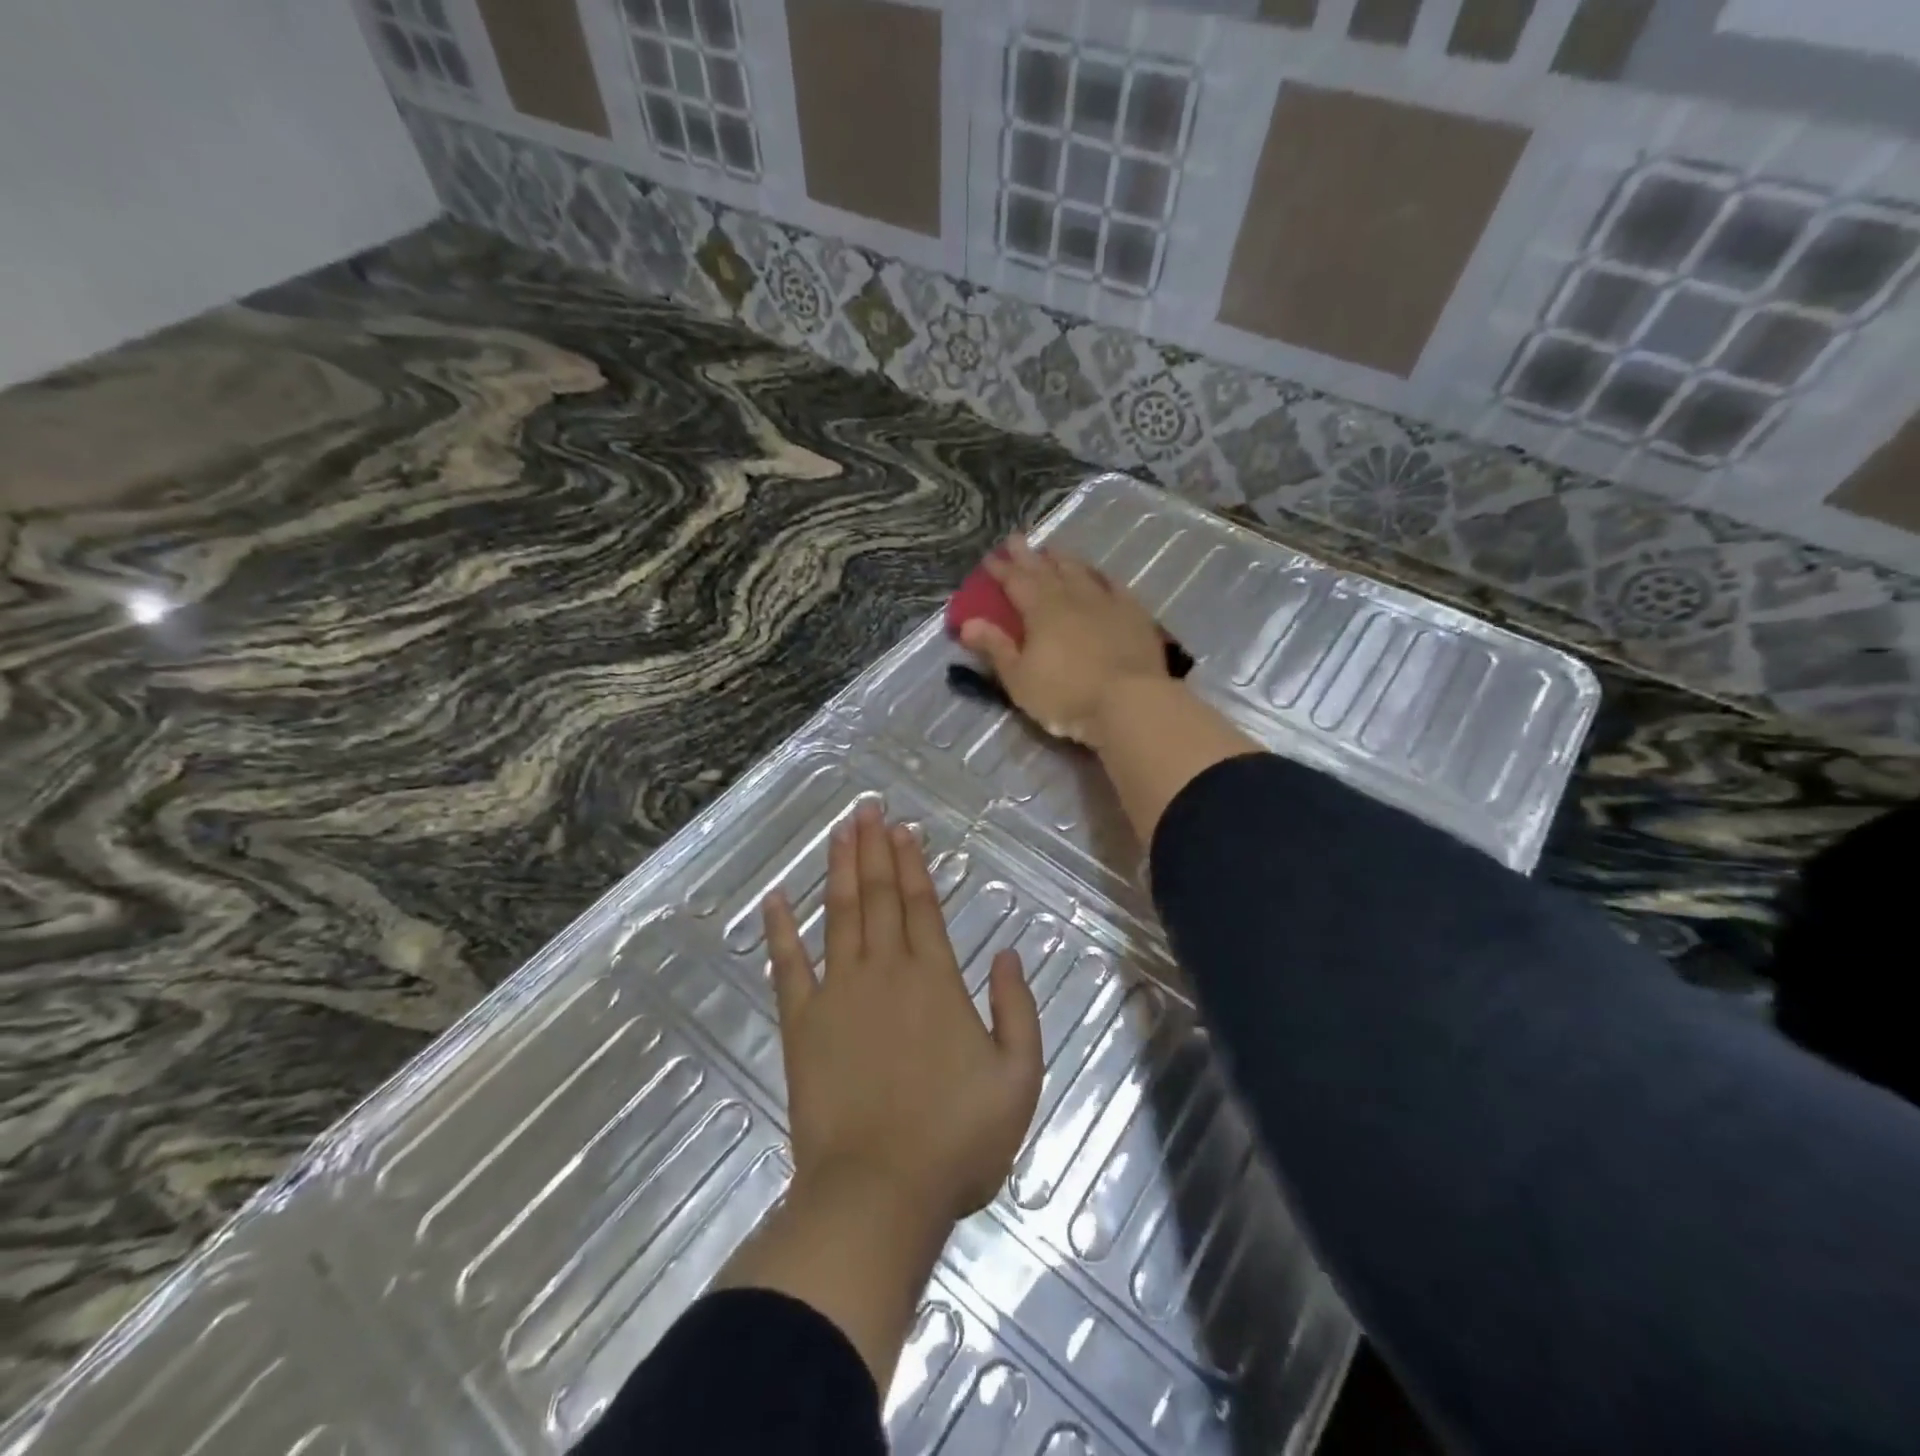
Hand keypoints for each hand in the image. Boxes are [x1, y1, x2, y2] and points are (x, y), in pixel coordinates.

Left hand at [763, 802, 1042, 1223]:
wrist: (879, 1193)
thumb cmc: (957, 1140)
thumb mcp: (1019, 1078)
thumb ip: (1018, 1009)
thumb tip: (1008, 954)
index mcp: (935, 979)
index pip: (921, 905)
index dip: (911, 863)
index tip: (902, 829)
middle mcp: (885, 971)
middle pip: (878, 896)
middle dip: (873, 848)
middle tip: (866, 808)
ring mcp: (838, 994)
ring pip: (838, 914)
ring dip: (838, 869)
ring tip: (838, 831)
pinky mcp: (802, 1024)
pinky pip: (788, 965)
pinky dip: (781, 930)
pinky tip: (775, 898)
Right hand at [959, 535, 1169, 746]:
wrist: (1130, 702)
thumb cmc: (1066, 696)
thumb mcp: (1020, 679)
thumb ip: (996, 648)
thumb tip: (968, 623)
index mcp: (1040, 610)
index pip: (1015, 582)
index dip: (1001, 570)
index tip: (989, 559)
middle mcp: (1072, 597)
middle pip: (1046, 570)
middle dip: (1028, 555)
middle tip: (1016, 539)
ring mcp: (1106, 602)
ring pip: (1080, 572)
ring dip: (1064, 560)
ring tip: (1054, 550)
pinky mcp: (1134, 614)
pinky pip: (1115, 586)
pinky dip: (1102, 577)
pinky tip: (1099, 575)